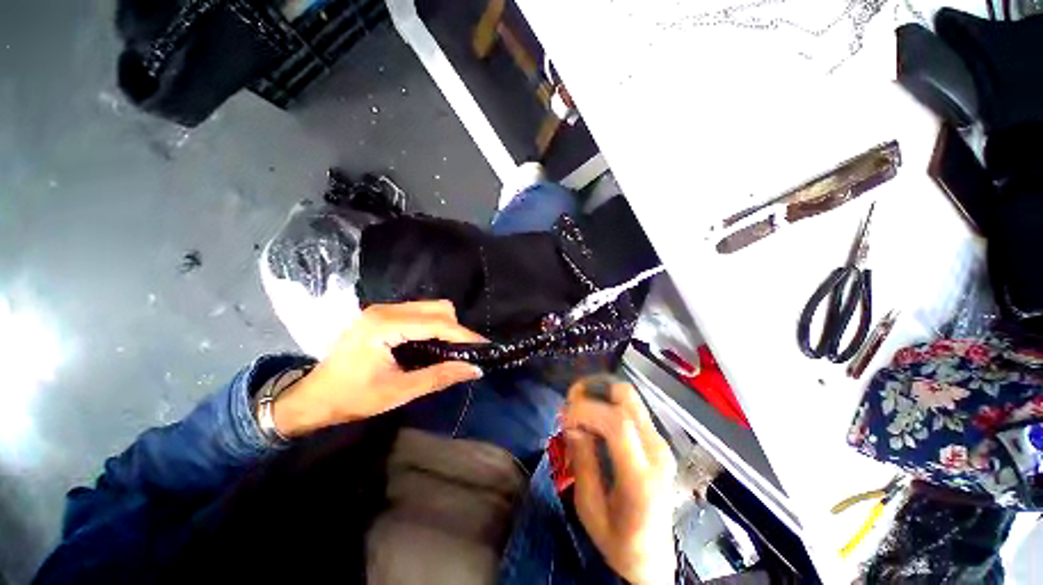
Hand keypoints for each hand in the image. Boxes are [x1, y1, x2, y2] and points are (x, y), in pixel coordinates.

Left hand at [272, 301, 484, 436]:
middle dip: (456, 329)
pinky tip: (435, 344)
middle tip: (466, 352)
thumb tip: (475, 369)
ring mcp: (382, 310)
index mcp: (384, 326)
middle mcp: (384, 310)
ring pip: (430, 307)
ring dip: (446, 326)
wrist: (313, 397)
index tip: (484, 347)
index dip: (463, 335)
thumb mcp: (398, 392)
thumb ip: (439, 377)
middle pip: (436, 307)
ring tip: (454, 349)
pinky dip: (434, 326)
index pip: (436, 323)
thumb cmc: (351, 398)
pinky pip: (419, 313)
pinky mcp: (383, 315)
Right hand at [563, 378, 676, 584]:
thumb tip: (571, 424)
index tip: (563, 416)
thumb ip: (582, 461)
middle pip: (627, 397)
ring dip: (600, 394)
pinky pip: (631, 408)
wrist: (654, 558)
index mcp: (641, 478)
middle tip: (570, 400)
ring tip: (579, 408)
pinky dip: (608, 403)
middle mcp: (657, 452)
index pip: (617, 423)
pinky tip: (593, 418)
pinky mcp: (657, 441)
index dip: (586, 410)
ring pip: (629, 397)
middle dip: (593, 389)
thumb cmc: (619, 542)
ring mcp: (660, 443)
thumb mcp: (589, 509)